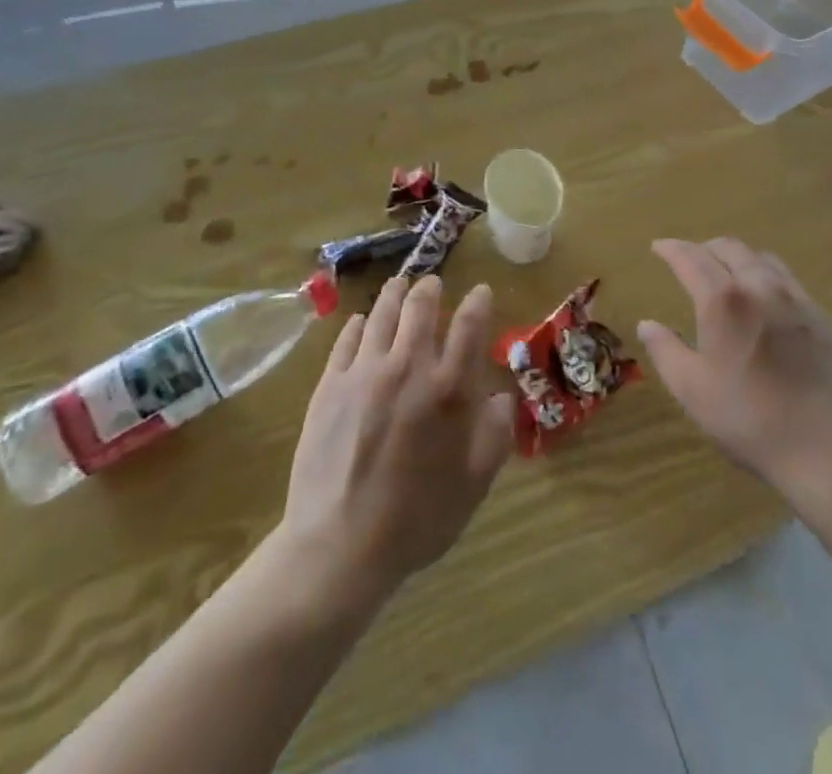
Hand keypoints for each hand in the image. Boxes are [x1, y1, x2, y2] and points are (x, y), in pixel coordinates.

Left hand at [277, 276, 515, 607]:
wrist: (340, 546)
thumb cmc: (417, 519)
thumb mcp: (474, 483)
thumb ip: (495, 432)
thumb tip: (501, 396)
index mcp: (450, 388)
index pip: (469, 324)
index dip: (478, 301)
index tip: (481, 291)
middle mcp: (409, 366)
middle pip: (420, 305)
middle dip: (430, 287)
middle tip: (433, 283)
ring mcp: (365, 371)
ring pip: (382, 313)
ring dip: (394, 293)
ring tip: (399, 285)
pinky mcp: (330, 384)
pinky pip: (347, 339)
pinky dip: (359, 323)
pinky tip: (362, 321)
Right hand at [639, 238, 831, 497]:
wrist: (826, 450)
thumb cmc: (748, 419)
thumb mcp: (692, 390)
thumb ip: (665, 351)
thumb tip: (647, 324)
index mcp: (724, 301)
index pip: (691, 258)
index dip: (671, 249)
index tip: (658, 247)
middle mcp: (760, 287)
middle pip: (730, 248)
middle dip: (704, 248)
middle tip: (689, 259)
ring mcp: (797, 300)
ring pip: (762, 259)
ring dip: (737, 257)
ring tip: (726, 273)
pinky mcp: (822, 318)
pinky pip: (788, 281)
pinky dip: (766, 276)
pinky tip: (765, 301)